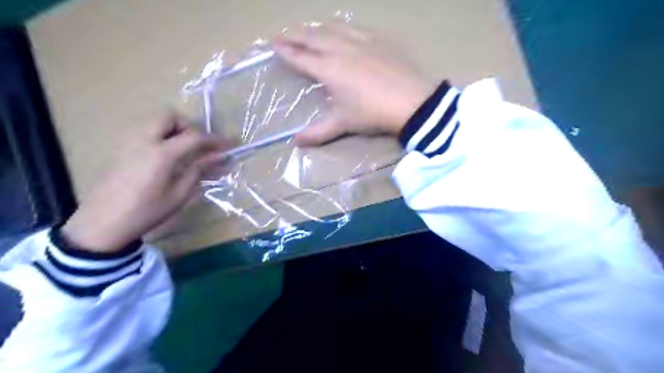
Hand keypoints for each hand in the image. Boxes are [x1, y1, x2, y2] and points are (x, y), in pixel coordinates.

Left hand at [63, 114, 227, 253]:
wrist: (103, 223)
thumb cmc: (146, 211)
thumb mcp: (179, 194)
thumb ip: (199, 170)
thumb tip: (220, 156)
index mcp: (161, 153)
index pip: (194, 137)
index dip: (216, 139)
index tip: (231, 143)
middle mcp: (143, 140)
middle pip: (169, 116)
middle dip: (189, 126)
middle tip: (200, 145)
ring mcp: (129, 142)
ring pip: (155, 121)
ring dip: (175, 129)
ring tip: (186, 151)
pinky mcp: (122, 149)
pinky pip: (146, 131)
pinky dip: (162, 135)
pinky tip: (168, 157)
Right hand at [272, 21, 433, 147]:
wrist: (410, 101)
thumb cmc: (372, 113)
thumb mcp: (343, 124)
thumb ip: (318, 132)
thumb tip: (296, 142)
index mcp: (329, 69)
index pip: (301, 57)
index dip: (286, 51)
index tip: (274, 44)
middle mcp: (341, 49)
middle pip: (313, 37)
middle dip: (295, 35)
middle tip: (284, 34)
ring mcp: (361, 41)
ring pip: (333, 28)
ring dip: (317, 28)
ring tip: (309, 30)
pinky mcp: (378, 40)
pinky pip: (354, 29)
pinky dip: (341, 28)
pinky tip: (343, 31)